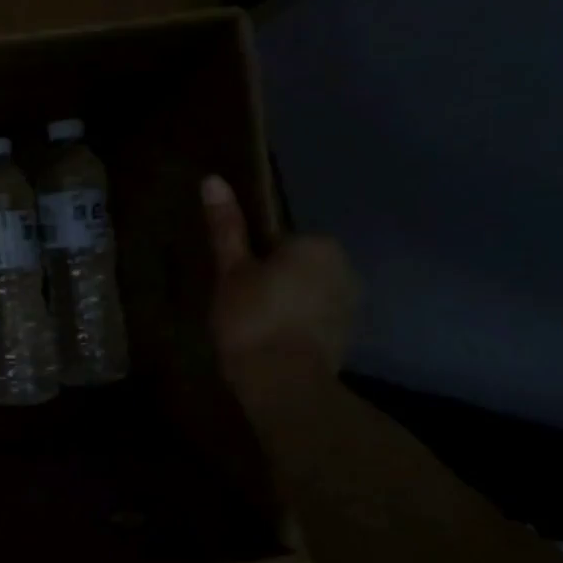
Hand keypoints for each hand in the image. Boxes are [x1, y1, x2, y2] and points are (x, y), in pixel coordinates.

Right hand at [201, 175, 357, 412]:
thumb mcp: (230, 271)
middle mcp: (344, 267)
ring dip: (288, 304)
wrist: (283, 383)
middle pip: (298, 265)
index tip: (234, 282)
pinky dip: (299, 326)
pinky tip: (274, 344)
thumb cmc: (251, 319)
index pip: (278, 240)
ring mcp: (350, 304)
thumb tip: (212, 179)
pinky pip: (316, 319)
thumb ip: (227, 227)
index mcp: (316, 244)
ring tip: (255, 329)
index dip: (252, 260)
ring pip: (308, 293)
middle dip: (275, 280)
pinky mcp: (348, 335)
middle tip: (240, 305)